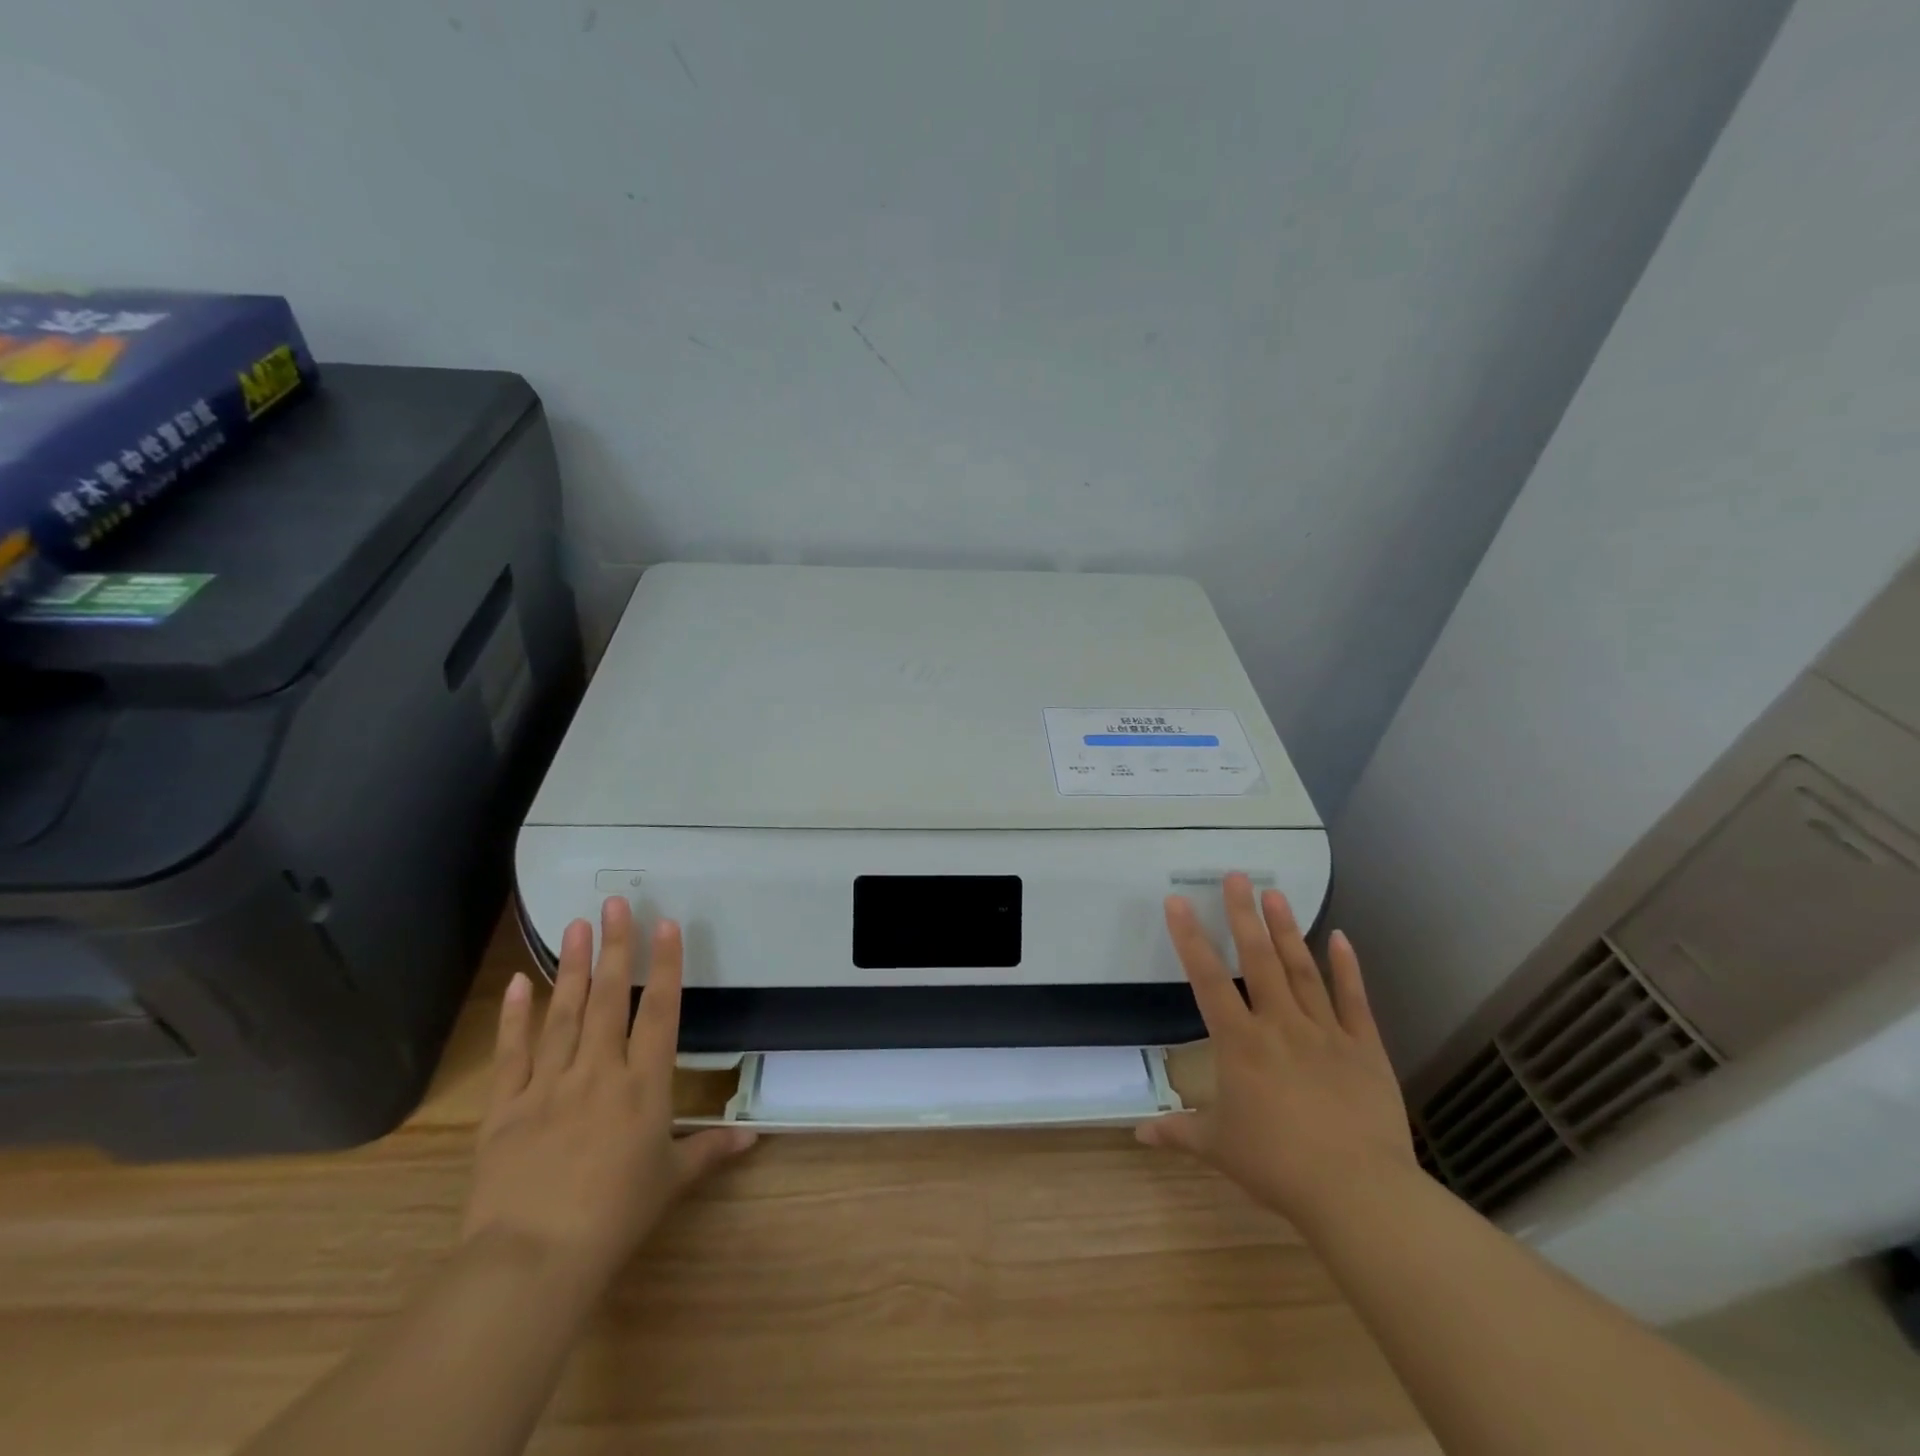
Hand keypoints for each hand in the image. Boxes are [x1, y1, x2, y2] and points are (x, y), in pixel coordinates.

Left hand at [462, 897, 755, 1299]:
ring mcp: (548, 1085)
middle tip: (615, 903)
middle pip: (611, 998)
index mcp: (643, 1086)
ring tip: (576, 925)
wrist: (532, 1261)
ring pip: (564, 1014)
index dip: (666, 965)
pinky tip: (520, 981)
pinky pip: (512, 1053)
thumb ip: (711, 1151)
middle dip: (617, 947)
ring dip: (573, 967)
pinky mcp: (505, 1108)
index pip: (660, 1012)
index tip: (666, 924)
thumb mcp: (671, 1182)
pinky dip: (514, 1016)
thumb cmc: (614, 1219)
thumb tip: (754, 1138)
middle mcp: (598, 1072)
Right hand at [1137, 873, 1417, 1228]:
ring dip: (1287, 929)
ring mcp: (1325, 1032)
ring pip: (1302, 970)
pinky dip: (1347, 967)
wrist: (1358, 1192)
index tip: (1178, 901)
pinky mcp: (1364, 1047)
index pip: (1207, 979)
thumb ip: (1178, 1132)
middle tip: (1236, 875)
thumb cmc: (1278, 1166)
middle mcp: (1279, 1025)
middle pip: (1259, 959)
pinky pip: (1354, 1000)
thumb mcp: (1218, 1148)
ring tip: (1275, 893)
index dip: (1190, 937)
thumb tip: (1137, 1134)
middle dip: (1244, 914)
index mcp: (1240, 1043)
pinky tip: (1341, 936)